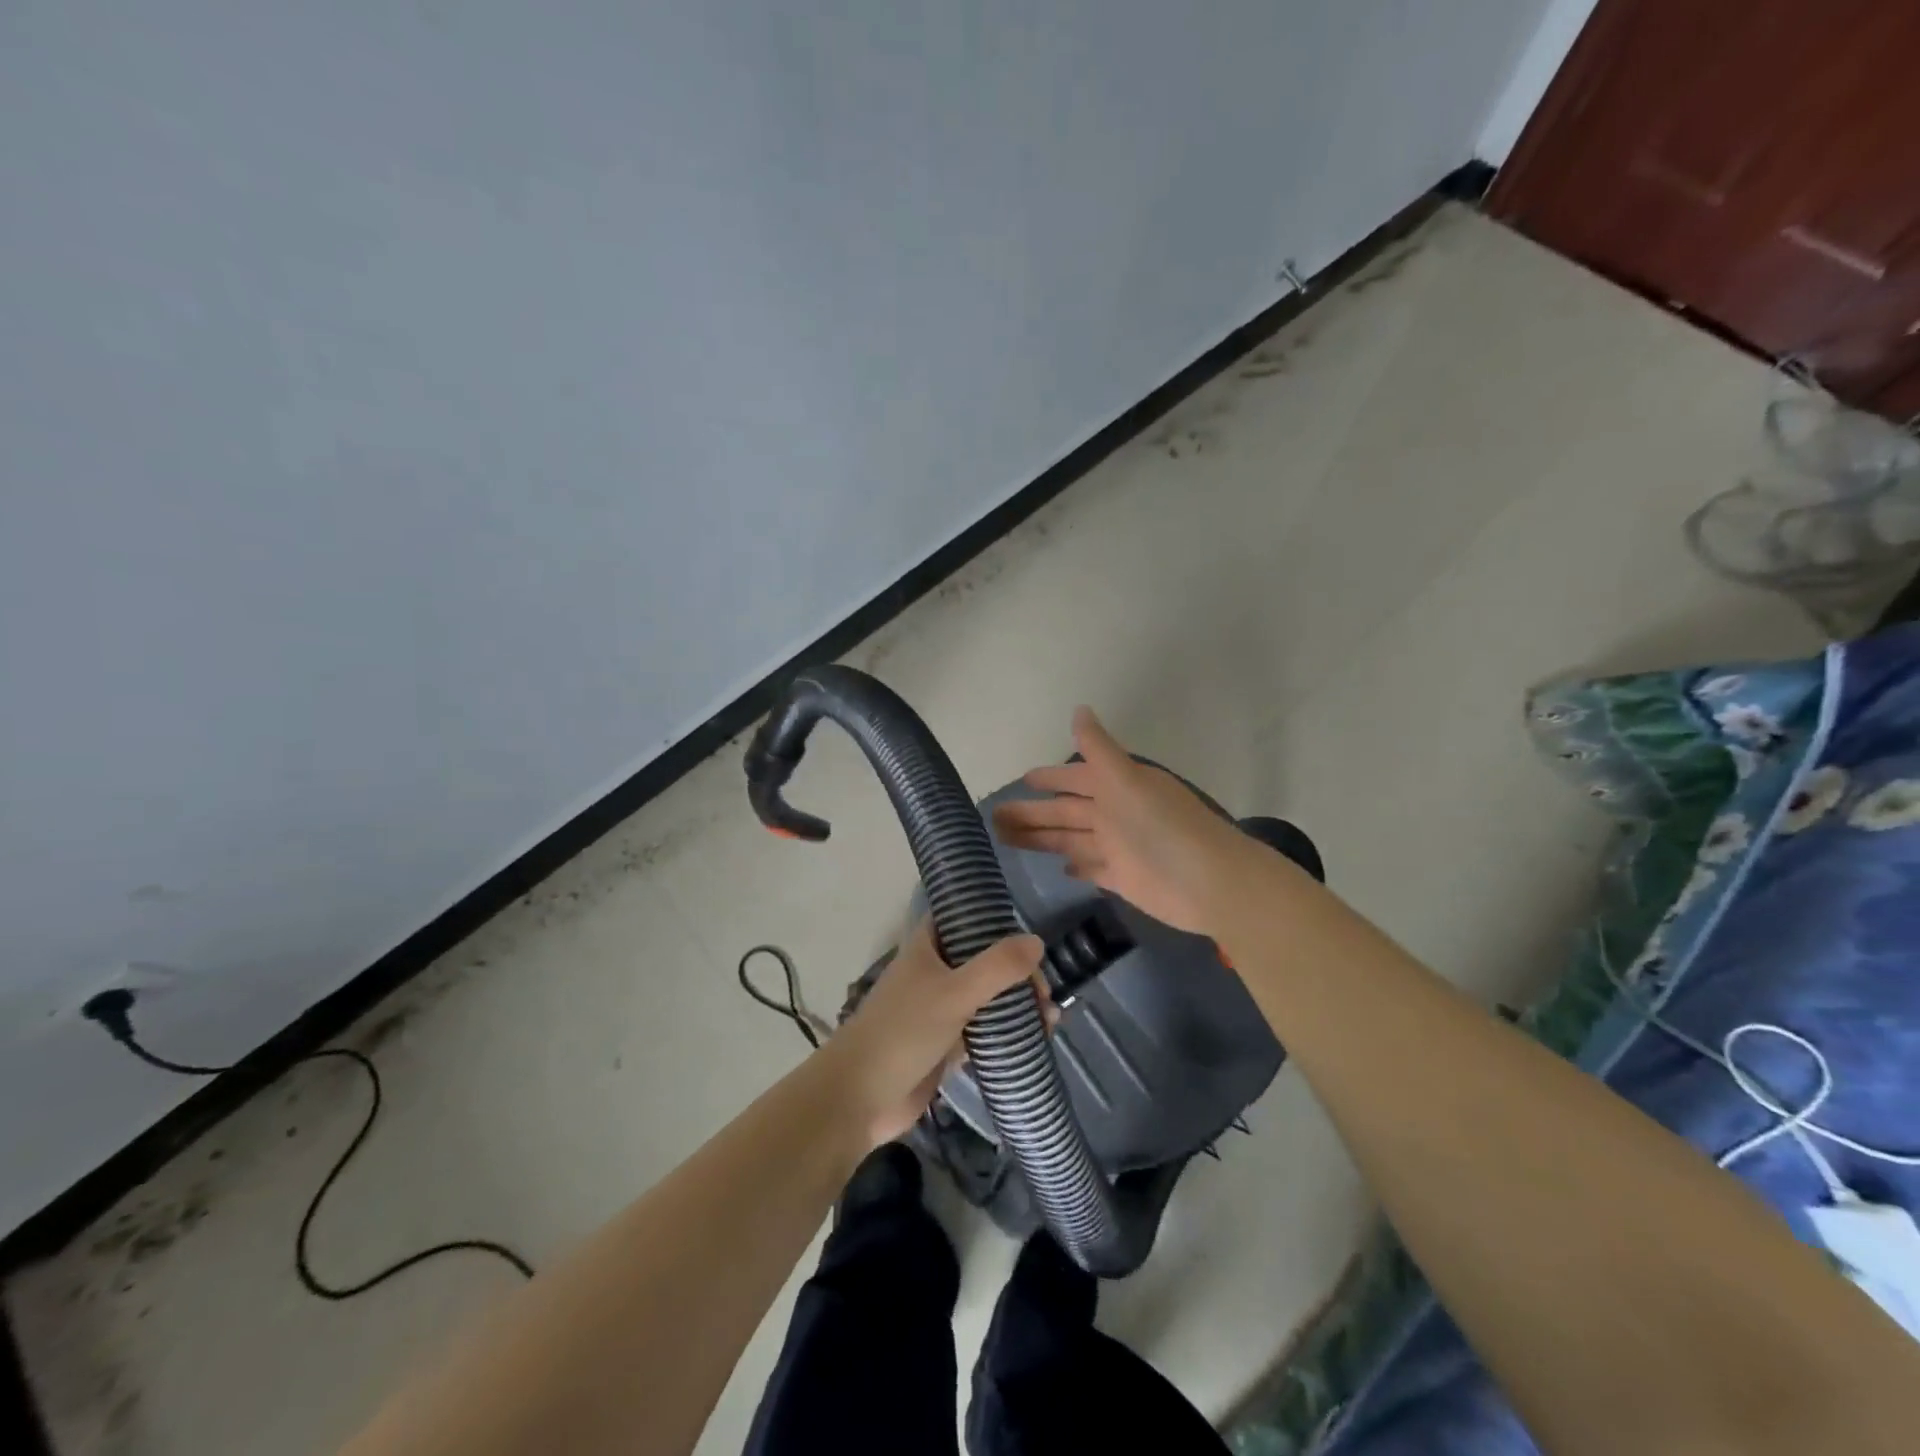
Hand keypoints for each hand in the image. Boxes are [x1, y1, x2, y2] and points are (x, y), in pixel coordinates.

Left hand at [818, 923, 1045, 1148]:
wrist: (860, 1098)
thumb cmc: (903, 1032)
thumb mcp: (954, 993)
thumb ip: (997, 967)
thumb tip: (1037, 942)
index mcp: (927, 946)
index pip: (962, 917)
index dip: (993, 920)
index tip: (1028, 936)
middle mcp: (934, 970)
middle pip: (983, 959)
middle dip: (1016, 972)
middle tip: (1043, 994)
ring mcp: (939, 1008)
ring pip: (986, 995)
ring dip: (1017, 1004)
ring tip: (1050, 1019)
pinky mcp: (945, 1043)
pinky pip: (983, 1029)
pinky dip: (1007, 1031)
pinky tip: (1036, 1041)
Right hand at [992, 706, 1278, 936]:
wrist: (1210, 882)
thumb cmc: (1163, 827)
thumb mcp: (1127, 780)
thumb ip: (1099, 749)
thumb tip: (1079, 709)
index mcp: (1116, 788)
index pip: (1074, 780)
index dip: (1049, 779)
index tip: (1021, 780)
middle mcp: (1115, 815)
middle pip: (1064, 812)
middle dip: (1032, 813)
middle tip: (994, 819)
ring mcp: (1119, 849)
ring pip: (1071, 840)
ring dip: (1042, 839)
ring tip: (1005, 841)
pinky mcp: (1124, 880)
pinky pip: (1094, 870)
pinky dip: (1078, 868)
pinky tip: (1060, 868)